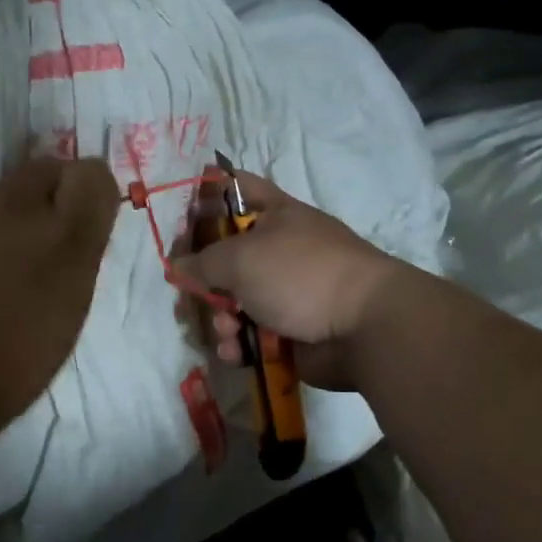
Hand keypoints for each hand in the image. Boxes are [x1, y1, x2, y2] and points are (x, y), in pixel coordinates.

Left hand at [0, 156, 118, 438]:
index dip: (85, 191)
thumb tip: (65, 224)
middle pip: (42, 168)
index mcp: (65, 237)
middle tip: (27, 237)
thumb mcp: (69, 310)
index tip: (76, 216)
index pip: (92, 173)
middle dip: (43, 194)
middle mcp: (15, 207)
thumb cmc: (12, 367)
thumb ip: (74, 255)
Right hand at [176, 172, 410, 390]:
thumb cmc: (300, 274)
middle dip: (203, 277)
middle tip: (188, 291)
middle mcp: (279, 250)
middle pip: (226, 255)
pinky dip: (238, 344)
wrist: (363, 327)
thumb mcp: (241, 258)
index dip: (206, 195)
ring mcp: (285, 292)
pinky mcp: (288, 331)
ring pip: (234, 301)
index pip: (237, 188)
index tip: (179, 214)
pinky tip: (236, 352)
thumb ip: (202, 261)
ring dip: (221, 317)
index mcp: (275, 215)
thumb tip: (179, 266)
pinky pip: (249, 334)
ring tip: (227, 329)